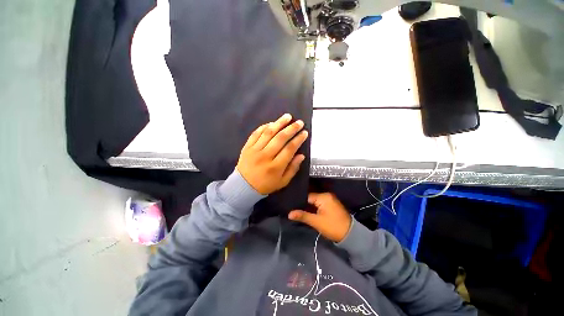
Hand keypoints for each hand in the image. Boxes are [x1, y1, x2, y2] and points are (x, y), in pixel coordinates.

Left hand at [237, 113, 308, 194]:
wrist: (243, 186)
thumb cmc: (265, 185)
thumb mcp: (283, 182)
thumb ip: (293, 169)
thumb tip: (301, 155)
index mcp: (276, 167)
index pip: (290, 149)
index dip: (298, 139)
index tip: (304, 133)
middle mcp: (265, 156)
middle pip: (280, 138)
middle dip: (291, 128)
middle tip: (299, 122)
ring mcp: (255, 150)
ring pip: (268, 133)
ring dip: (279, 123)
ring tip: (287, 116)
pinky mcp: (247, 147)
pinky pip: (256, 134)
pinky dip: (264, 127)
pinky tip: (272, 123)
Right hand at [288, 193, 351, 242]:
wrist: (350, 235)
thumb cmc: (332, 227)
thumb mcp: (316, 222)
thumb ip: (302, 216)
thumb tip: (289, 214)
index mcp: (324, 197)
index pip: (307, 197)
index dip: (299, 202)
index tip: (291, 206)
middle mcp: (327, 195)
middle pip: (311, 198)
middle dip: (303, 205)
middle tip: (293, 210)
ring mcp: (330, 200)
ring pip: (315, 202)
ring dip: (309, 207)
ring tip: (299, 211)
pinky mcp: (331, 205)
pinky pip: (319, 204)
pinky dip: (314, 208)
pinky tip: (308, 212)